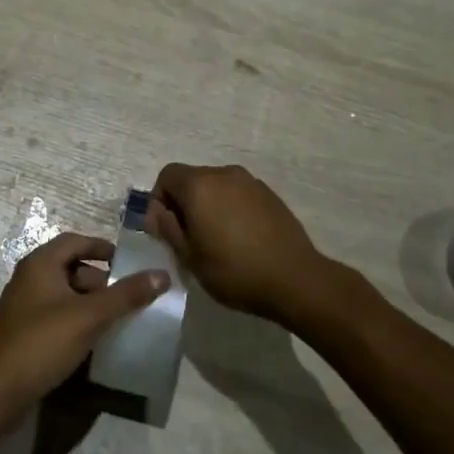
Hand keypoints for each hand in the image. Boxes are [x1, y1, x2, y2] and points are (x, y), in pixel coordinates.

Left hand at [0, 232, 168, 410]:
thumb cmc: (42, 342)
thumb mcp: (90, 316)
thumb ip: (126, 295)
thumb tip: (162, 274)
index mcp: (40, 263)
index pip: (75, 241)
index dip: (102, 248)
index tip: (127, 263)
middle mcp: (29, 278)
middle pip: (70, 267)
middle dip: (99, 280)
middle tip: (125, 298)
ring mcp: (23, 306)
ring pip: (63, 294)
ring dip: (88, 303)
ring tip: (114, 321)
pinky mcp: (23, 332)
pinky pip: (55, 315)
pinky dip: (75, 320)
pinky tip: (92, 341)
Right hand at [147, 163, 327, 323]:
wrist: (295, 279)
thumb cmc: (234, 270)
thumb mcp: (190, 257)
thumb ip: (168, 229)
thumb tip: (158, 214)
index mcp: (200, 185)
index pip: (167, 175)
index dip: (158, 199)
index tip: (163, 229)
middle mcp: (224, 174)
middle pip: (192, 179)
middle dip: (183, 203)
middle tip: (186, 237)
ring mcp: (250, 182)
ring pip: (216, 186)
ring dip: (208, 205)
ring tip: (214, 238)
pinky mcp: (270, 194)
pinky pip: (238, 194)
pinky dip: (230, 208)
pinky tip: (239, 238)